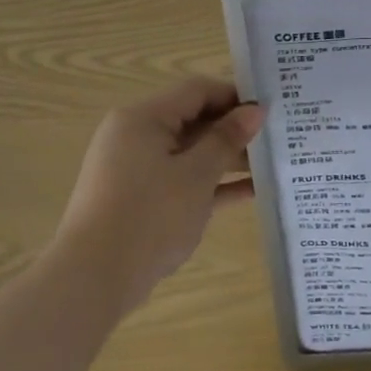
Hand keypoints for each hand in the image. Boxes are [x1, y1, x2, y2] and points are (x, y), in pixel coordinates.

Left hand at [54, 78, 262, 315]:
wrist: (93, 279)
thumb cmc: (149, 215)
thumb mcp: (196, 174)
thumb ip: (227, 139)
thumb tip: (255, 110)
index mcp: (143, 118)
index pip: (197, 91)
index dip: (236, 96)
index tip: (272, 110)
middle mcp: (136, 136)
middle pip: (194, 120)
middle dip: (234, 129)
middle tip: (277, 138)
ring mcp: (136, 169)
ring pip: (190, 152)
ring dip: (227, 158)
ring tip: (272, 165)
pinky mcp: (141, 199)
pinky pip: (182, 180)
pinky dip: (211, 183)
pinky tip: (251, 192)